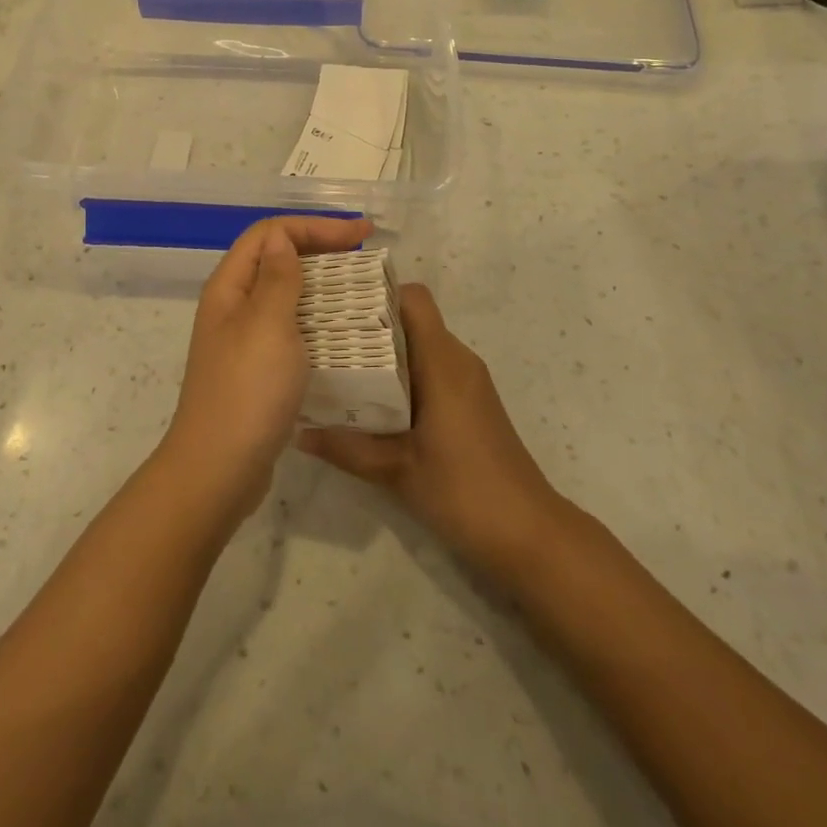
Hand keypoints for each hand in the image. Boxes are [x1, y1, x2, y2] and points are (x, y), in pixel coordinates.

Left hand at [163, 215, 373, 520]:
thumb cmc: (247, 390)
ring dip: (322, 284)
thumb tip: (281, 238)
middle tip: (367, 254)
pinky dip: (317, 320)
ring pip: (286, 295)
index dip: (315, 226)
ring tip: (361, 288)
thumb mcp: (268, 324)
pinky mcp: (258, 369)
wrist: (220, 469)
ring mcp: (244, 339)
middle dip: (321, 248)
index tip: (362, 234)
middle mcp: (234, 307)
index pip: (270, 234)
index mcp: (230, 287)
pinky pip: (291, 328)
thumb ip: (278, 277)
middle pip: (277, 259)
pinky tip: (343, 333)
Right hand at [298, 284, 562, 576]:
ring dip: (383, 352)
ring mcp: (467, 382)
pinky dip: (401, 374)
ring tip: (338, 366)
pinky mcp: (470, 403)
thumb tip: (297, 431)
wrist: (529, 534)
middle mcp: (457, 360)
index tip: (338, 305)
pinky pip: (430, 369)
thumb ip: (346, 447)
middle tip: (324, 337)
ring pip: (420, 345)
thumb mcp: (396, 471)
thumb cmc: (465, 491)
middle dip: (368, 323)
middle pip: (411, 319)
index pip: (413, 298)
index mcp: (443, 362)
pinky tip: (371, 400)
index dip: (376, 293)